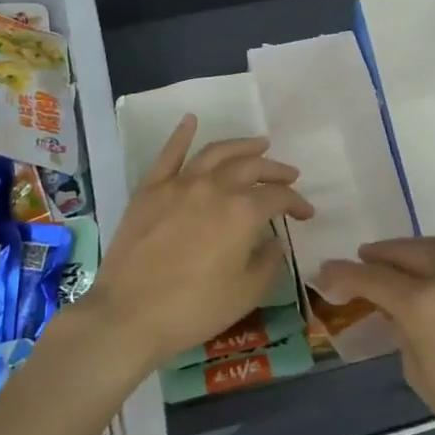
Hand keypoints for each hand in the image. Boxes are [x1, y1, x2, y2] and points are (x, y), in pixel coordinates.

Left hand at [76, 116, 312, 374]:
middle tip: (289, 175)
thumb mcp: (246, 293)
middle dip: (275, 170)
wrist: (129, 314)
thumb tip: (275, 241)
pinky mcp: (149, 190)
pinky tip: (191, 120)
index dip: (297, 203)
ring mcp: (179, 184)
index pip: (278, 197)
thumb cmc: (194, 309)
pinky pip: (168, 154)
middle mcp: (214, 188)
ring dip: (241, 145)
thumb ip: (268, 262)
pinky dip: (181, 134)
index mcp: (243, 212)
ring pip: (215, 153)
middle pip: (251, 168)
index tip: (305, 214)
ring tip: (258, 144)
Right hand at [313, 237, 434, 434]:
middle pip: (406, 251)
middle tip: (364, 260)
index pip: (371, 277)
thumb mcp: (421, 375)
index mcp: (424, 304)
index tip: (325, 274)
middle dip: (379, 255)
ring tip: (403, 261)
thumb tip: (394, 309)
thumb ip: (402, 331)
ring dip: (417, 252)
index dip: (342, 274)